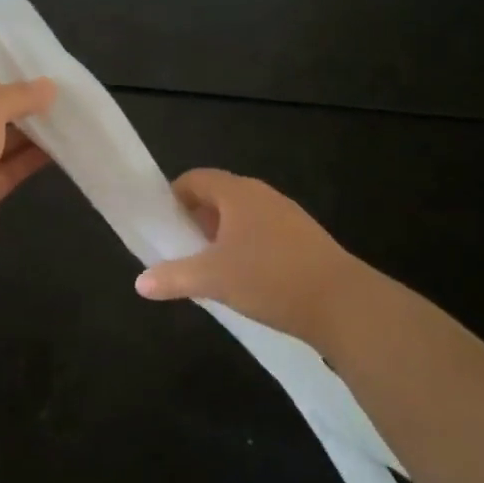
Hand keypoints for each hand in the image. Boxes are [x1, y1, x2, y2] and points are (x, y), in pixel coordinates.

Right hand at [135, 169, 390, 348]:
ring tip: (209, 267)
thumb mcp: (213, 279)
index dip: (174, 196)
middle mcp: (262, 195)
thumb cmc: (270, 279)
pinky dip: (246, 247)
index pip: (195, 179)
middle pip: (218, 196)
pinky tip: (245, 279)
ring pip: (242, 216)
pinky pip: (263, 232)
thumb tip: (140, 283)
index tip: (162, 224)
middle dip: (196, 219)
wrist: (343, 303)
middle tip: (180, 248)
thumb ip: (173, 278)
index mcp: (237, 193)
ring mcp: (287, 215)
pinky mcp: (305, 238)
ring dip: (221, 235)